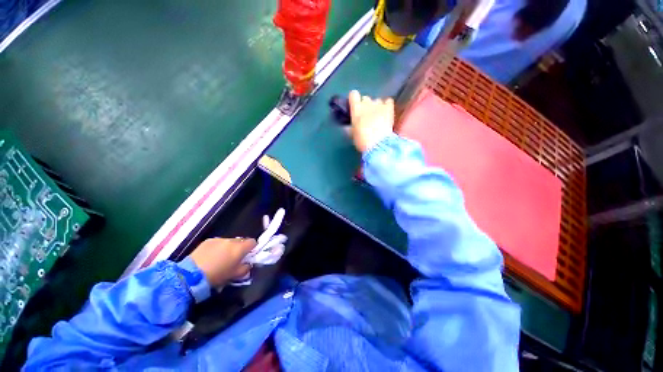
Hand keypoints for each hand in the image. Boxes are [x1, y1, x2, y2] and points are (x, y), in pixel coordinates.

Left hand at [189, 238, 255, 286]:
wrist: (192, 275)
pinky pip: (218, 242)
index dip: (252, 248)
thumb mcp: (235, 275)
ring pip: (229, 241)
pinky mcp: (208, 241)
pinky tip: (210, 256)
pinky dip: (217, 247)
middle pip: (241, 241)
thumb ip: (246, 268)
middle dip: (239, 248)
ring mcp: (219, 239)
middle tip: (234, 258)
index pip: (252, 242)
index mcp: (240, 248)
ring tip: (220, 258)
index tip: (248, 255)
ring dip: (228, 247)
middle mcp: (231, 240)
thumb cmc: (217, 276)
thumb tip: (248, 264)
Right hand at [348, 90, 394, 152]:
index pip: (353, 95)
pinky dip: (387, 105)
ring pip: (377, 100)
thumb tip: (349, 126)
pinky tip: (386, 112)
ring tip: (378, 116)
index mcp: (356, 110)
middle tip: (367, 116)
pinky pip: (388, 101)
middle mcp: (367, 104)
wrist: (378, 145)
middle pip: (365, 98)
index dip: (354, 99)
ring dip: (376, 106)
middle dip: (366, 105)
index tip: (354, 105)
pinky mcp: (389, 109)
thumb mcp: (353, 135)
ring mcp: (379, 105)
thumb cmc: (362, 141)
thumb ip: (351, 127)